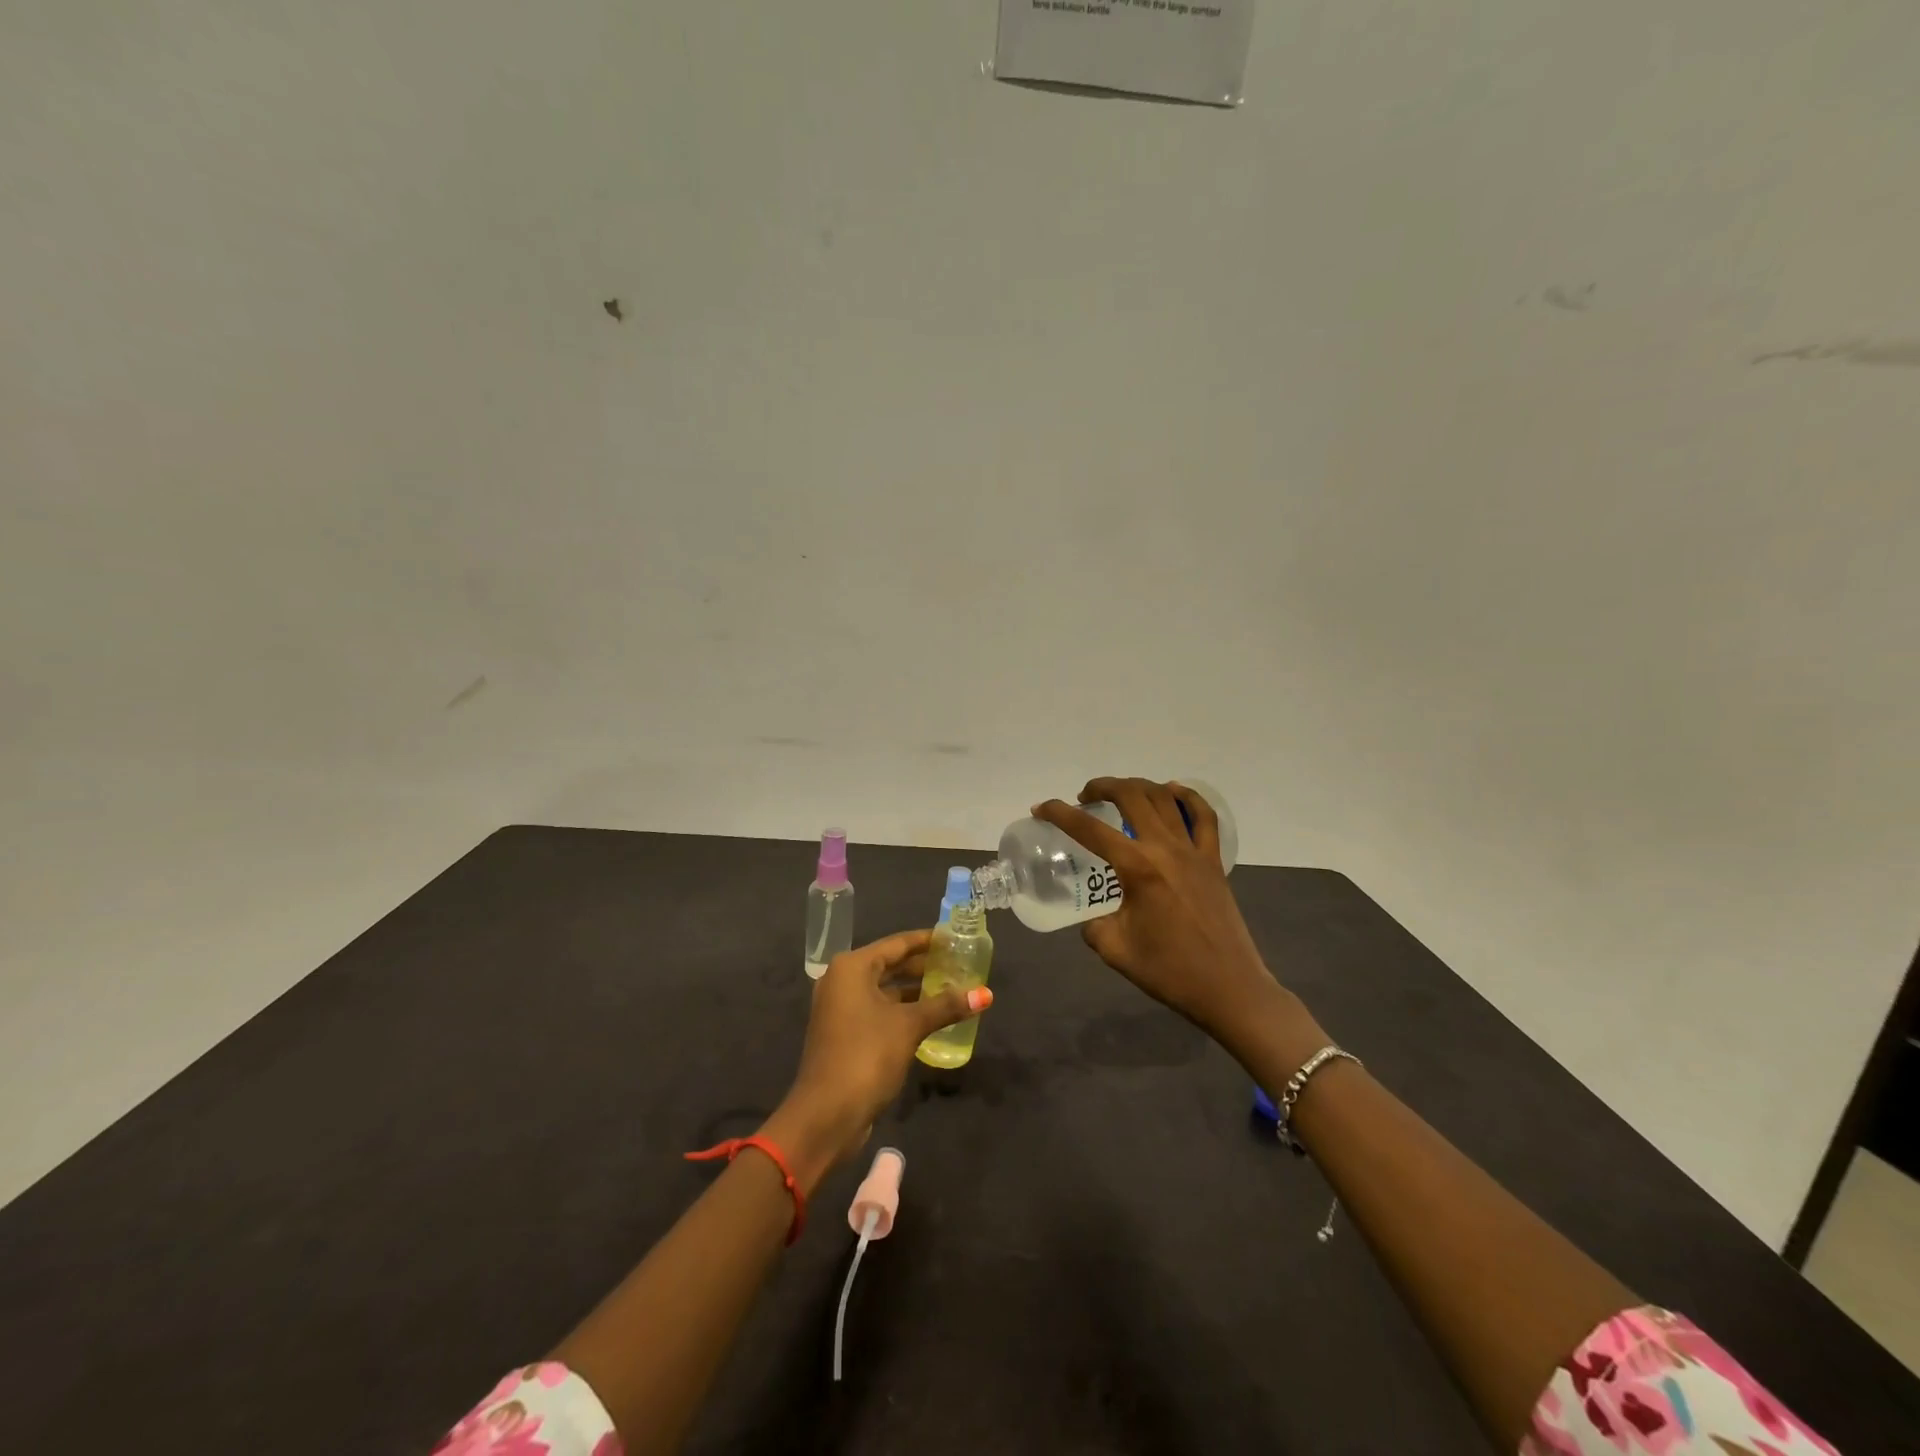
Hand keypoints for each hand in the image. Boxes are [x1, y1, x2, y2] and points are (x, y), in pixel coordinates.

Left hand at [762, 929, 988, 1190]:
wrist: (826, 1115)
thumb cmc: (866, 1056)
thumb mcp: (909, 1026)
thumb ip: (946, 1006)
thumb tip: (986, 994)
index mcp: (852, 968)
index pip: (897, 944)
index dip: (927, 940)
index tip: (955, 938)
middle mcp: (843, 981)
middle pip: (890, 965)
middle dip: (923, 966)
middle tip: (959, 963)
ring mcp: (841, 1009)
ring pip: (885, 990)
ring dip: (915, 990)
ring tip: (951, 988)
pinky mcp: (845, 1034)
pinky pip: (879, 1011)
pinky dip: (903, 1010)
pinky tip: (931, 1017)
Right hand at [1035, 778, 1282, 1048]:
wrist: (1228, 988)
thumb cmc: (1169, 971)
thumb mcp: (1114, 949)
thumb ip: (1094, 926)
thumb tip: (1095, 918)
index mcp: (1137, 868)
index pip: (1089, 829)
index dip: (1059, 813)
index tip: (1041, 809)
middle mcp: (1165, 848)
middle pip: (1131, 796)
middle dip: (1102, 787)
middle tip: (1084, 797)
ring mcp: (1194, 851)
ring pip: (1165, 798)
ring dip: (1138, 786)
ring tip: (1120, 794)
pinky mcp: (1213, 861)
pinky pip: (1204, 817)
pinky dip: (1187, 797)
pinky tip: (1173, 792)